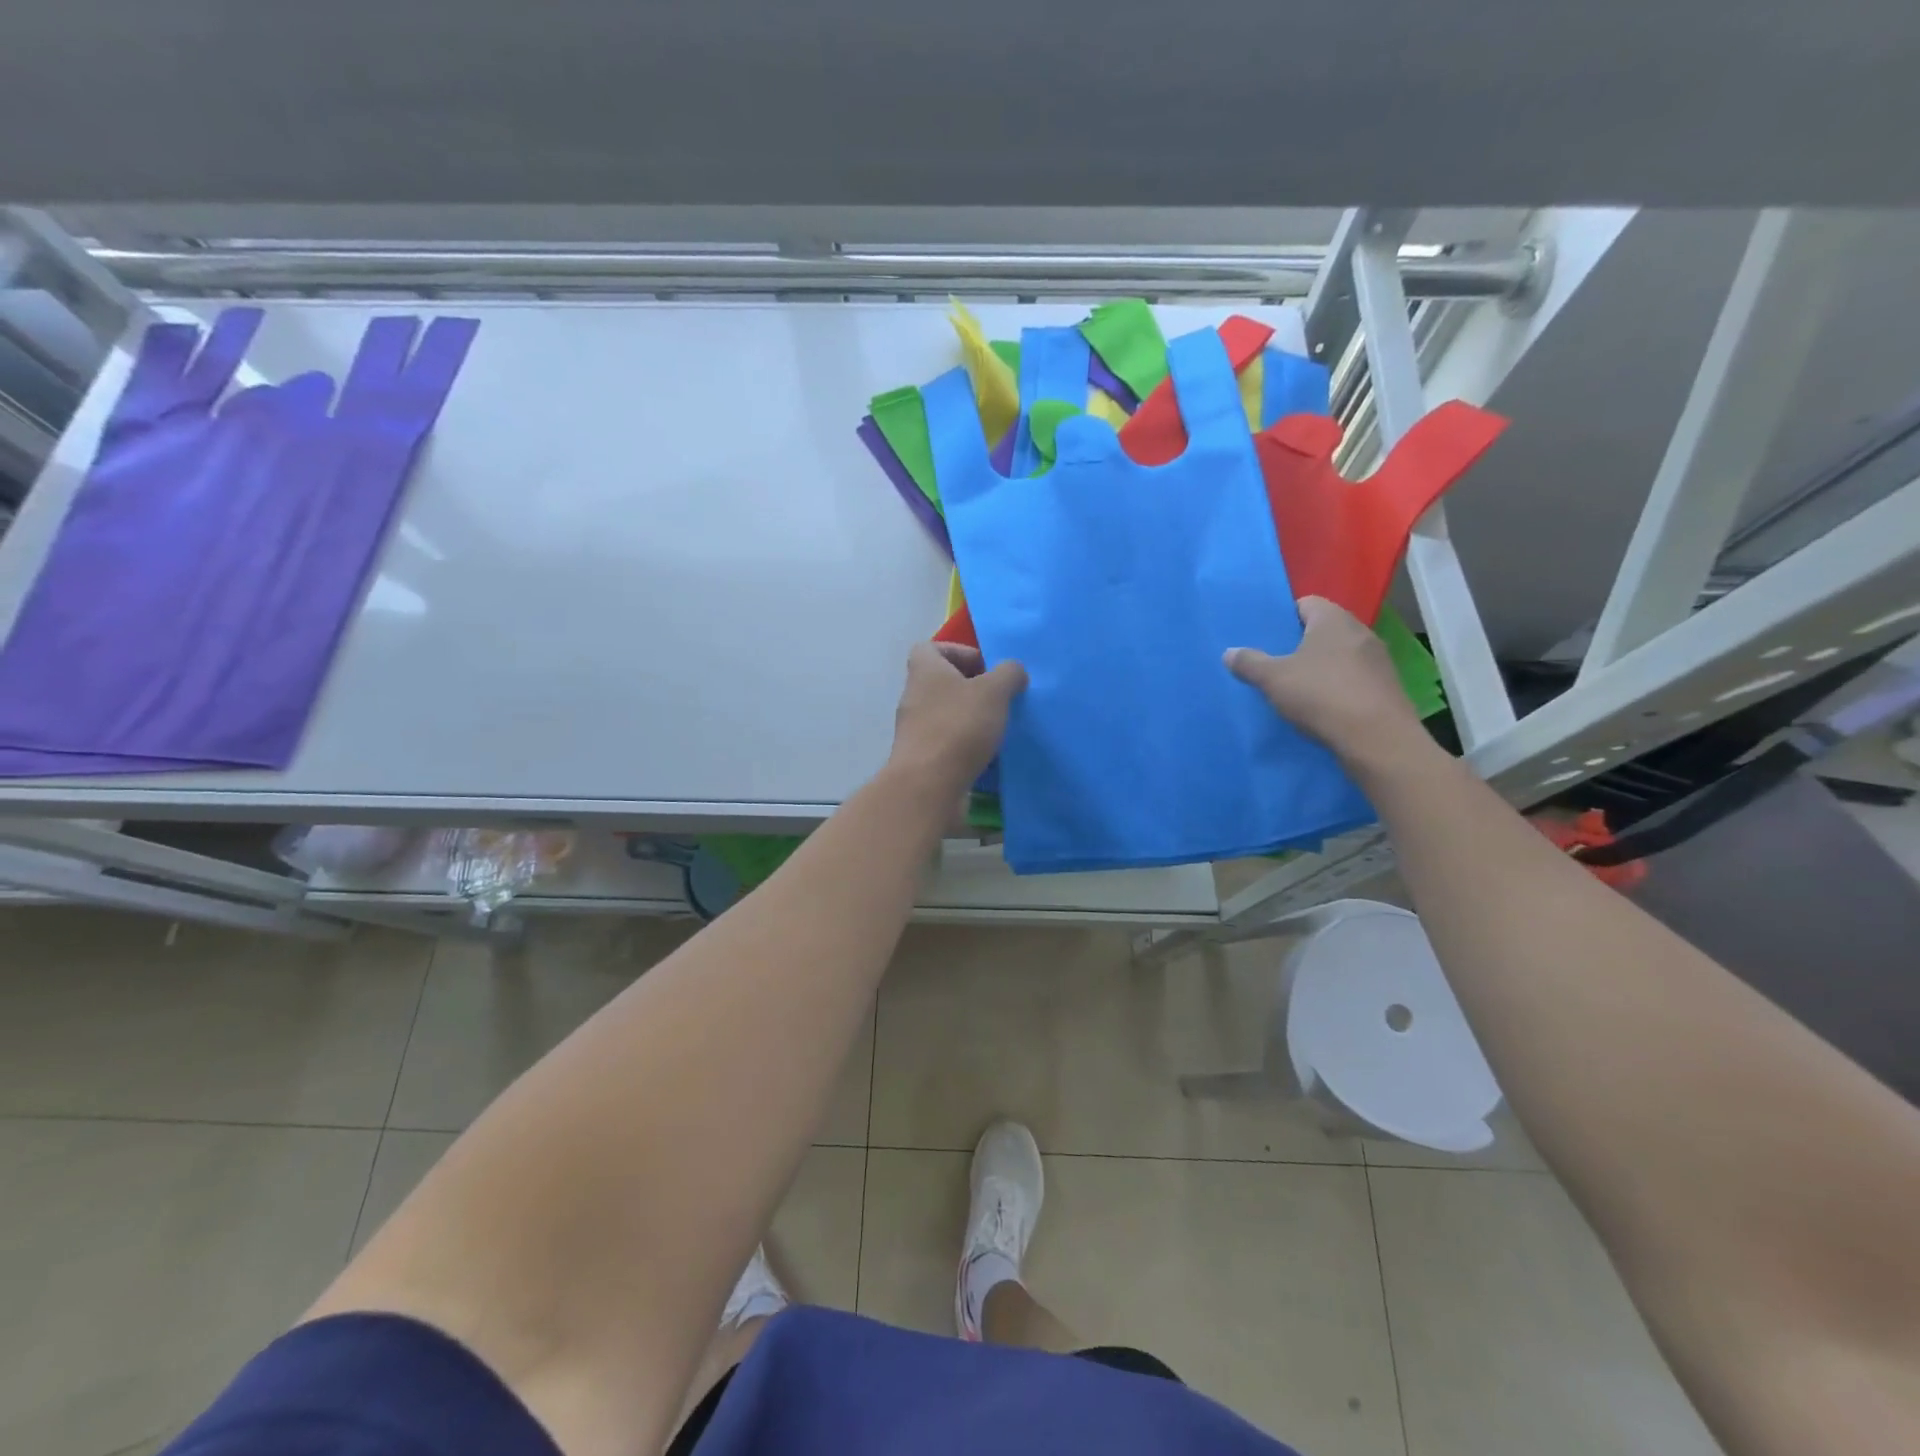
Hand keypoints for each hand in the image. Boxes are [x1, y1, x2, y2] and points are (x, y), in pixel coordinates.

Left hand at [889, 642, 1027, 793]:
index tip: (985, 669)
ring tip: (997, 729)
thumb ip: (1008, 674)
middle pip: (941, 682)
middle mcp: (914, 696)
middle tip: (998, 700)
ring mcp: (914, 729)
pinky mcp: (921, 758)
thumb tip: (1014, 671)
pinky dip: (964, 745)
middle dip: (972, 689)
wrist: (928, 785)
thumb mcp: (993, 691)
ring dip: (970, 718)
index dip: (959, 652)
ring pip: (945, 714)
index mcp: (924, 670)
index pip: (930, 648)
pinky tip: (986, 756)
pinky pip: (945, 742)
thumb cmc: (959, 727)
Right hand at [1226, 597, 1428, 771]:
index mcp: (1332, 619)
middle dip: (1301, 643)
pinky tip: (1323, 706)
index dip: (1284, 617)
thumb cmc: (1321, 695)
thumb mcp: (1273, 679)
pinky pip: (1355, 677)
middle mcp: (1360, 631)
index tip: (1267, 637)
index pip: (1306, 603)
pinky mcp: (1387, 686)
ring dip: (1321, 666)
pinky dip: (1338, 686)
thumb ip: (1249, 663)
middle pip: (1324, 629)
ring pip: (1341, 654)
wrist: (1377, 738)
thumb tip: (1229, 652)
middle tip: (1276, 662)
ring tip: (1298, 686)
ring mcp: (1378, 659)